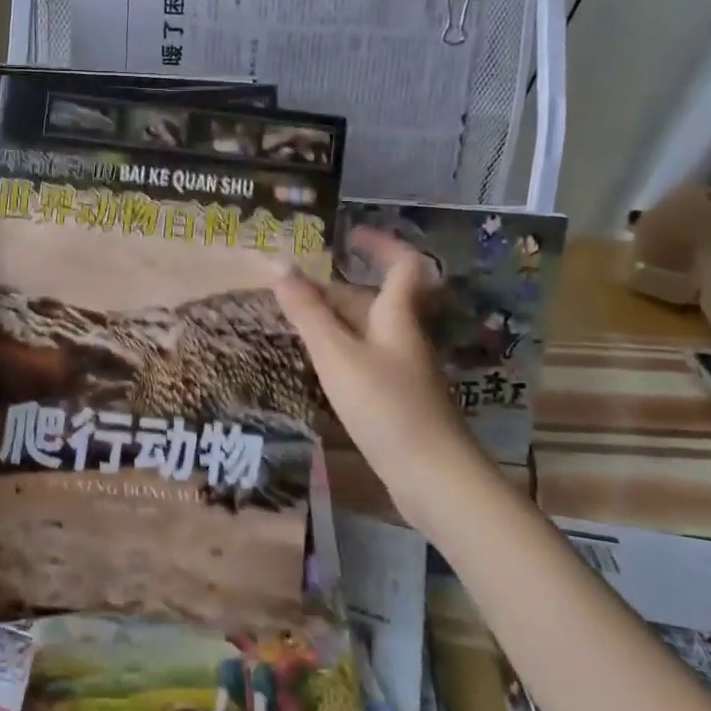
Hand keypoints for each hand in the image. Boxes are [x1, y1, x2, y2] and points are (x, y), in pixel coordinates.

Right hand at [272, 228, 490, 527]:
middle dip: (339, 287)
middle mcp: (405, 336)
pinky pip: (367, 357)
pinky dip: (341, 349)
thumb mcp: (337, 354)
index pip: (403, 265)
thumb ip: (307, 311)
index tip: (349, 234)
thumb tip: (278, 262)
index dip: (380, 244)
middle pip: (376, 299)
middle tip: (296, 285)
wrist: (432, 476)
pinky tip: (319, 363)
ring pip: (369, 330)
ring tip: (296, 319)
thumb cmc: (385, 406)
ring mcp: (404, 369)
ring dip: (337, 319)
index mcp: (398, 316)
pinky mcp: (398, 398)